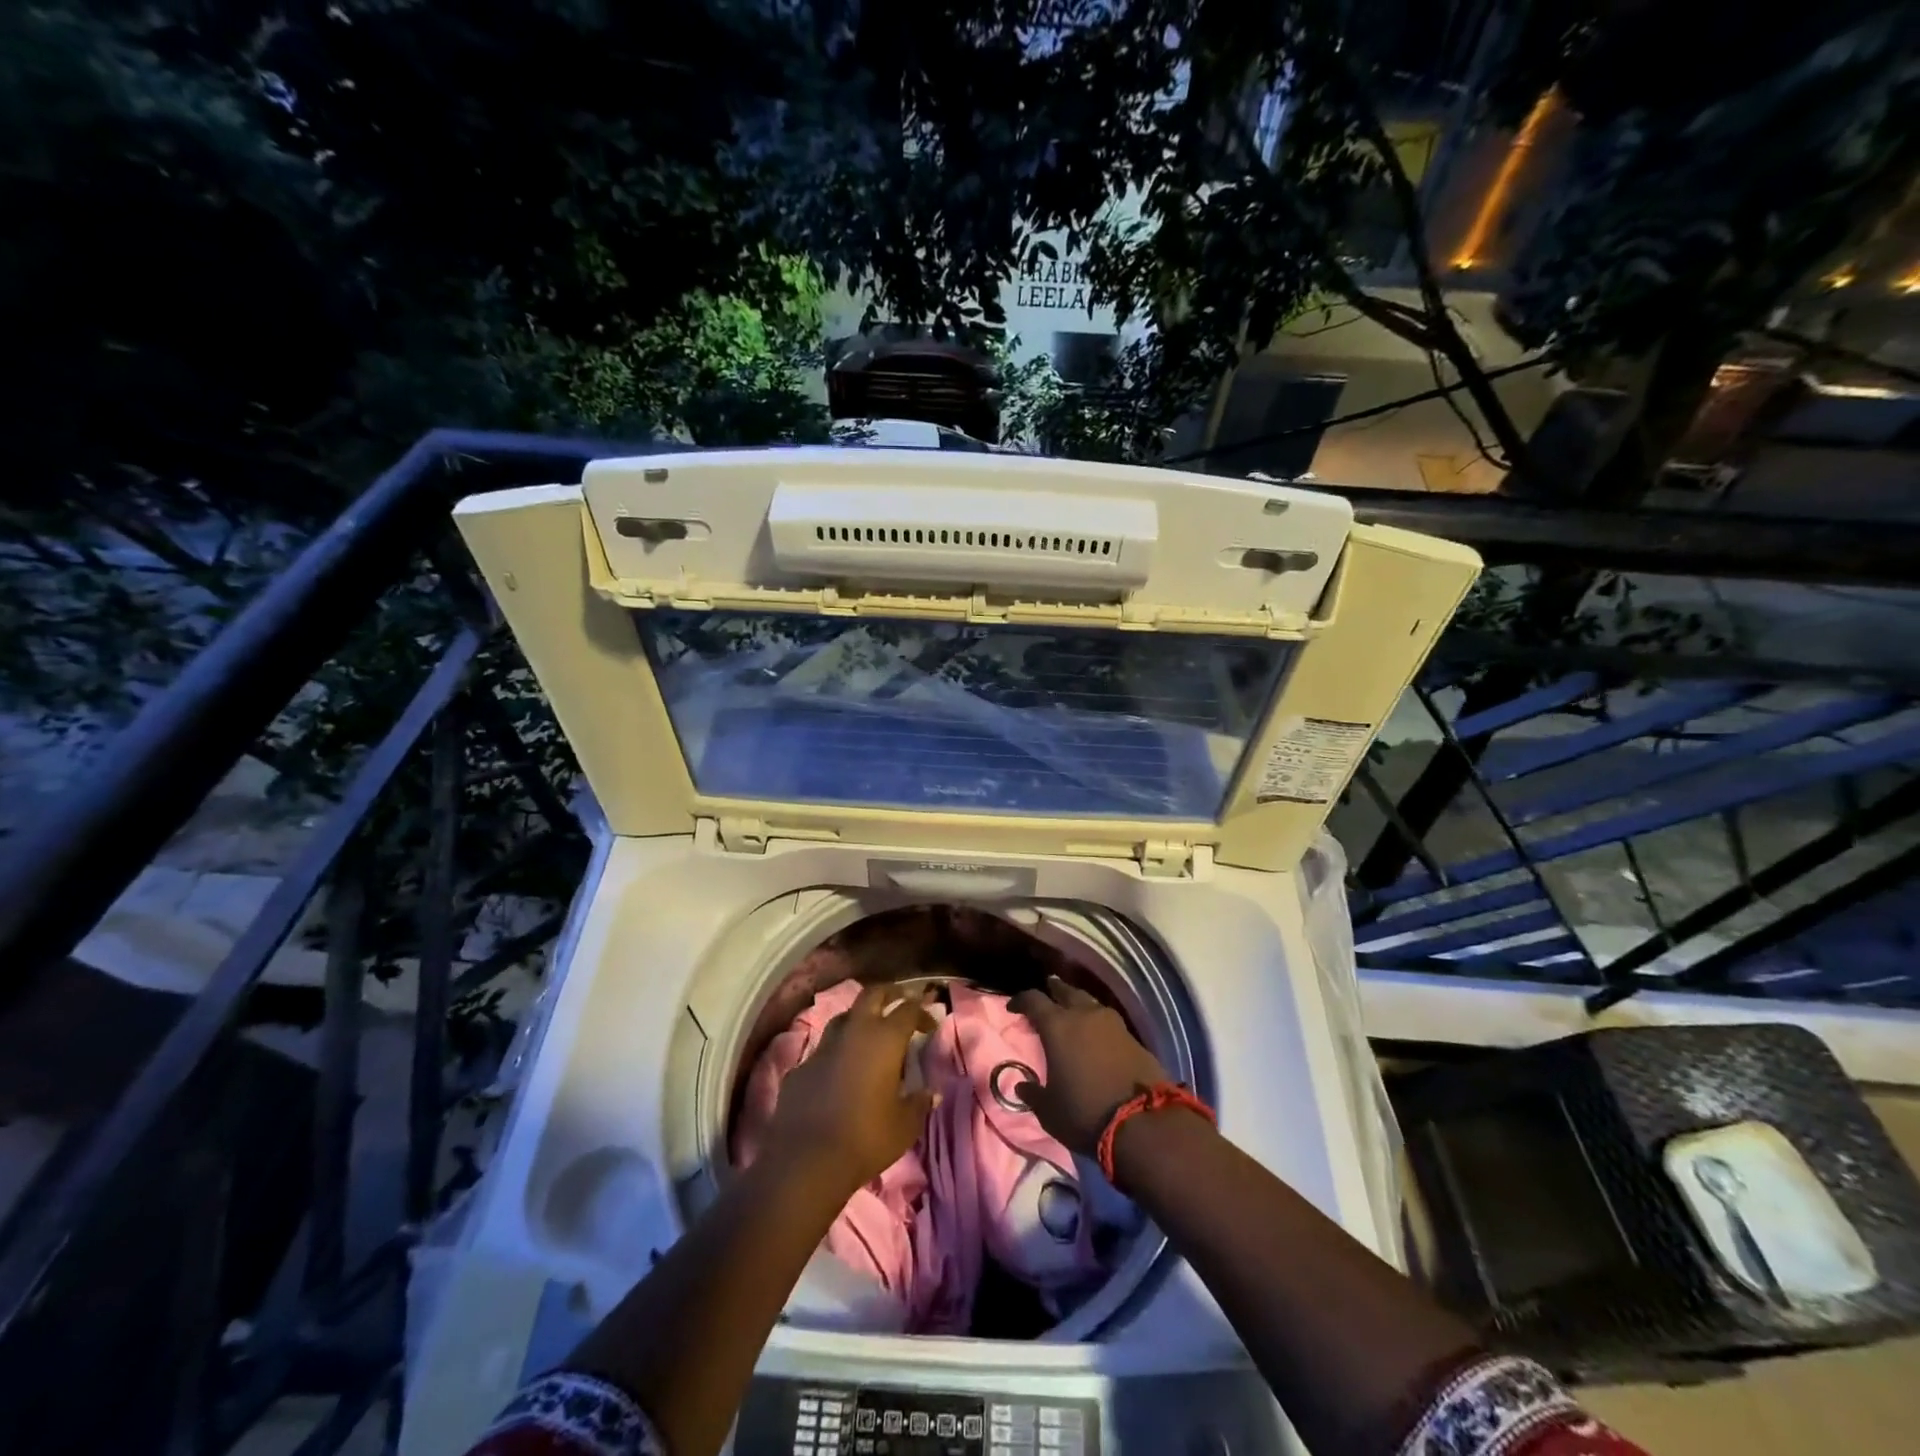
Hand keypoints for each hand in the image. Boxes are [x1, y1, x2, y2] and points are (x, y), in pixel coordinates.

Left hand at [766, 982, 939, 1190]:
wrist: (807, 1160)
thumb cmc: (866, 1138)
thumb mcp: (905, 1126)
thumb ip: (919, 1103)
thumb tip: (931, 1093)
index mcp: (884, 1039)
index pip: (908, 1010)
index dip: (922, 1011)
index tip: (930, 1024)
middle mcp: (854, 1032)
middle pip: (872, 994)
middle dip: (890, 993)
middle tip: (901, 1000)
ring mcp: (823, 1047)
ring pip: (844, 1018)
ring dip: (860, 1019)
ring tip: (870, 1033)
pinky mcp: (800, 1067)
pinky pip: (823, 1050)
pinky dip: (836, 1053)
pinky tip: (839, 1071)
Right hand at [1010, 976, 1171, 1156]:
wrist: (1144, 1123)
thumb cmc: (1085, 1113)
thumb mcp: (1050, 1112)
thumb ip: (1033, 1094)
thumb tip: (1022, 1085)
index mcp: (1057, 1026)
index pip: (1033, 1000)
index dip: (1020, 1000)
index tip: (1013, 1007)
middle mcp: (1084, 1015)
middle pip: (1065, 990)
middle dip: (1053, 991)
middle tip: (1046, 996)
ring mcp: (1112, 1023)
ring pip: (1090, 1002)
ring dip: (1078, 1004)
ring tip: (1072, 1012)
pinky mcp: (1134, 1036)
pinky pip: (1108, 1020)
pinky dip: (1097, 1022)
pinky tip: (1096, 1034)